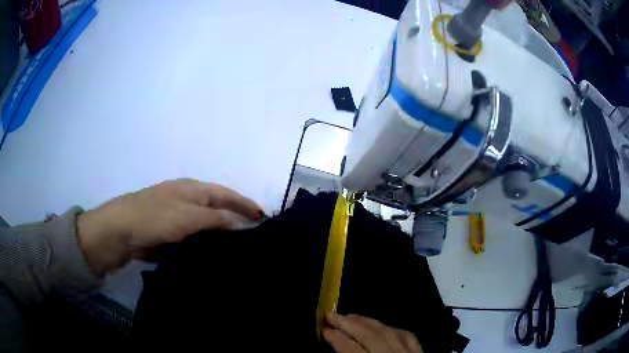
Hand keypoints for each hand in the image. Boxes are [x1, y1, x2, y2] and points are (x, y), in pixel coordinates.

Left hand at [76, 179, 264, 276]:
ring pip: (206, 227)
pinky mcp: (171, 234)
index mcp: (193, 189)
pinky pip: (194, 239)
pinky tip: (215, 258)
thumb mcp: (188, 217)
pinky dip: (206, 246)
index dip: (245, 204)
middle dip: (236, 221)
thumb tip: (242, 224)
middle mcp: (188, 201)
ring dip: (221, 236)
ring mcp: (178, 218)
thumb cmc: (155, 217)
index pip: (226, 195)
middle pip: (218, 210)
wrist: (121, 231)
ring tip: (239, 251)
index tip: (264, 218)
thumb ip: (216, 220)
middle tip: (256, 237)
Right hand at [324, 313, 422, 352]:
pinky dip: (391, 328)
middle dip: (348, 323)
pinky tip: (382, 326)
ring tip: (351, 316)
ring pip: (387, 330)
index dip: (335, 337)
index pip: (351, 349)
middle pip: (368, 335)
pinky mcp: (419, 350)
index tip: (323, 329)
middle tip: (331, 314)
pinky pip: (406, 334)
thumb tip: (336, 343)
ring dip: (367, 321)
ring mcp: (408, 351)